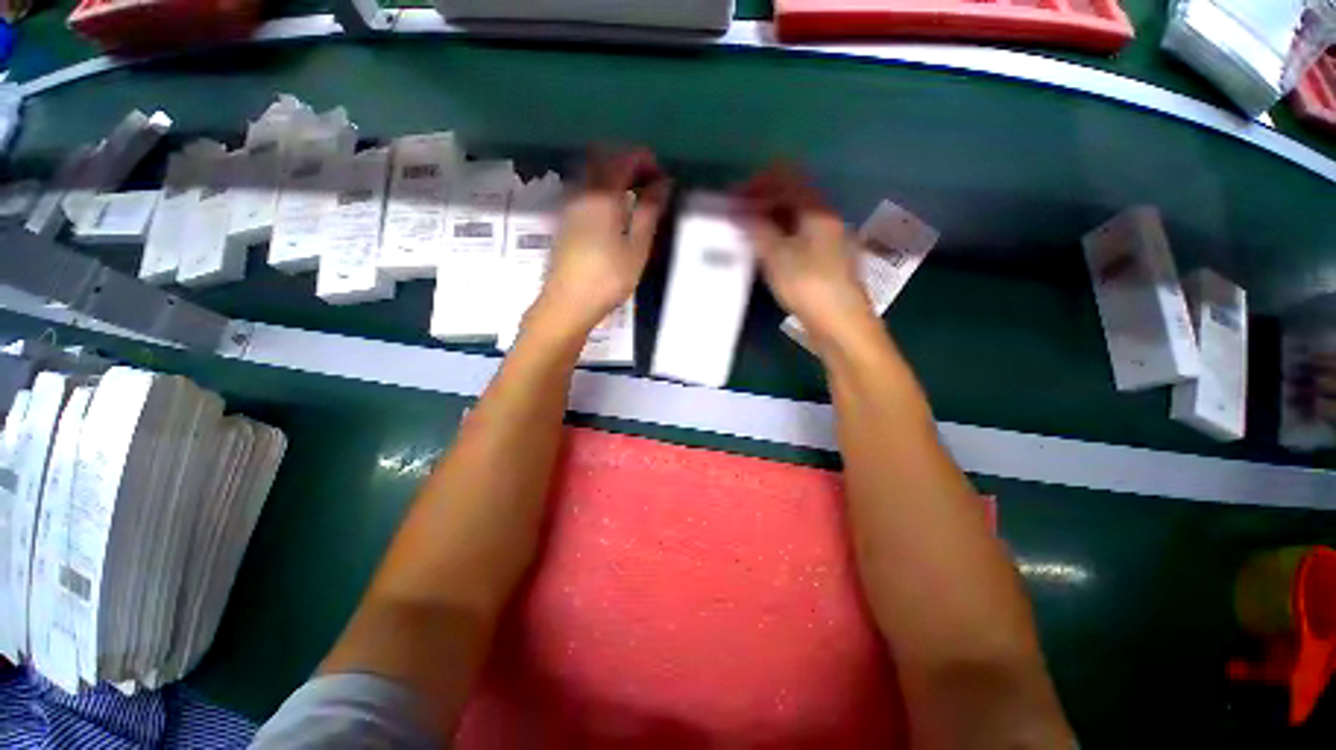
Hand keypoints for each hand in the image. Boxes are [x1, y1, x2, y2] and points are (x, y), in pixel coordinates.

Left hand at [533, 147, 670, 333]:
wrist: (567, 304)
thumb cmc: (608, 279)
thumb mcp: (637, 248)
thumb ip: (649, 212)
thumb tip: (663, 183)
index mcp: (602, 195)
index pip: (624, 159)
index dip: (645, 160)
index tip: (662, 177)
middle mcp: (581, 192)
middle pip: (602, 158)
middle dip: (628, 162)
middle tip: (648, 183)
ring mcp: (569, 205)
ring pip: (590, 173)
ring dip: (614, 175)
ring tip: (634, 198)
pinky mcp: (564, 220)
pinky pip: (584, 189)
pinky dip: (602, 188)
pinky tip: (614, 212)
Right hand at [736, 165, 874, 349]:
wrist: (841, 325)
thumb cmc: (809, 286)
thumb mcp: (778, 256)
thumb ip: (757, 229)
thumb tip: (738, 212)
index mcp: (817, 212)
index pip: (788, 179)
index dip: (758, 183)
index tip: (734, 197)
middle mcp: (825, 221)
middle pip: (791, 198)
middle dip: (761, 203)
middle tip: (734, 218)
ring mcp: (825, 242)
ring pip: (792, 221)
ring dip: (767, 222)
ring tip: (743, 235)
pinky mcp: (822, 263)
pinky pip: (795, 240)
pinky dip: (776, 239)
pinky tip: (762, 253)